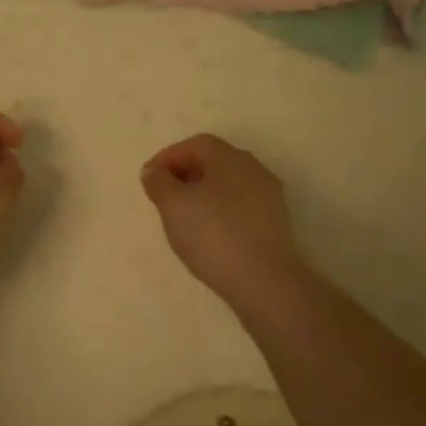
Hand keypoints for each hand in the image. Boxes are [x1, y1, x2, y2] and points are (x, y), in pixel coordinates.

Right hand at [141, 134, 300, 302]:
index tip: (149, 178)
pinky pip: (241, 206)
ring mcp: (269, 195)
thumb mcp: (173, 205)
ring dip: (203, 193)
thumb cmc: (213, 234)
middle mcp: (252, 168)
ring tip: (184, 217)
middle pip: (213, 161)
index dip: (168, 157)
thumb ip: (159, 182)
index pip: (194, 144)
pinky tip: (210, 233)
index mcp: (228, 156)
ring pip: (228, 184)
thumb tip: (154, 171)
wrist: (265, 281)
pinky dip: (221, 211)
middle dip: (185, 173)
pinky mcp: (276, 222)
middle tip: (164, 196)